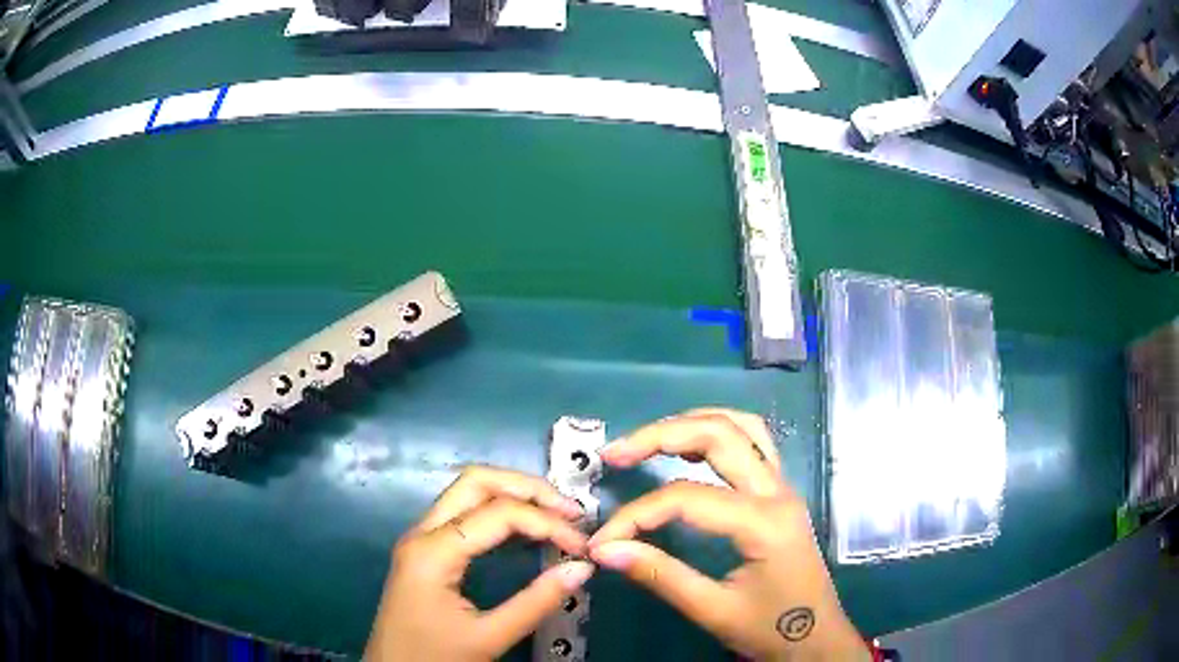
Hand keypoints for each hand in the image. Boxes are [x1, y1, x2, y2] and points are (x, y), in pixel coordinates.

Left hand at [365, 466, 595, 660]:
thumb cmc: (433, 657)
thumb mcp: (488, 637)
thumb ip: (536, 602)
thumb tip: (582, 568)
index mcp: (433, 551)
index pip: (498, 513)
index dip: (546, 522)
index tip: (581, 545)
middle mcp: (422, 532)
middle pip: (476, 482)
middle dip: (528, 488)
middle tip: (570, 510)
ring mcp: (421, 539)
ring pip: (467, 492)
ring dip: (513, 494)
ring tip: (556, 514)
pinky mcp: (425, 551)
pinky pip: (463, 514)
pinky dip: (498, 511)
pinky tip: (523, 529)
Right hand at [588, 409, 866, 660]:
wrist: (817, 639)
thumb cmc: (771, 629)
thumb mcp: (713, 611)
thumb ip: (660, 575)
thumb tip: (604, 550)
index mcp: (764, 522)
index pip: (686, 499)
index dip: (636, 515)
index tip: (601, 541)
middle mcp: (777, 491)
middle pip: (718, 435)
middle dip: (660, 436)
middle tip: (615, 453)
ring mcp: (784, 487)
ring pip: (741, 427)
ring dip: (692, 423)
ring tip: (648, 440)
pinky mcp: (781, 493)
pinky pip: (753, 442)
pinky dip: (717, 432)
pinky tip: (690, 447)